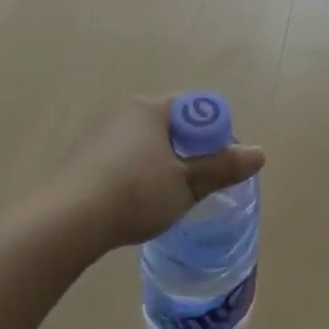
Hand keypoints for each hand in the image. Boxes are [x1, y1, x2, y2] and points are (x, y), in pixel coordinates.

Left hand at [45, 96, 264, 256]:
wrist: (68, 220)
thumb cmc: (136, 192)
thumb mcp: (187, 183)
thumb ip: (222, 167)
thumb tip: (260, 153)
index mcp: (151, 108)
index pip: (195, 108)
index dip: (215, 133)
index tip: (221, 164)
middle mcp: (125, 112)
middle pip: (171, 125)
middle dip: (189, 150)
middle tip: (199, 182)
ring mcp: (100, 134)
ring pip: (146, 144)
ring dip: (162, 164)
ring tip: (168, 196)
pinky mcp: (84, 158)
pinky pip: (124, 159)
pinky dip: (138, 174)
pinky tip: (136, 202)